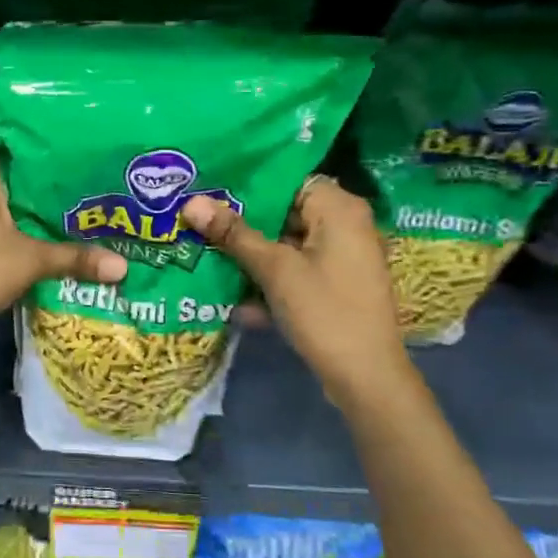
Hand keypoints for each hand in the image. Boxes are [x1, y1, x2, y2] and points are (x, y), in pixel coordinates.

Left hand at [0, 153, 126, 329]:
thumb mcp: (31, 261)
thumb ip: (75, 258)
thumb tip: (124, 267)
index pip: (21, 156)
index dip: (51, 169)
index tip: (81, 180)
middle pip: (6, 184)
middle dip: (36, 197)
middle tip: (79, 204)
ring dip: (16, 218)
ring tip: (58, 224)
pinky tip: (24, 244)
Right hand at [180, 178, 408, 399]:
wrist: (366, 377)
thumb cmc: (324, 311)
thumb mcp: (274, 270)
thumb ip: (234, 234)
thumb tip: (192, 202)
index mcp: (339, 209)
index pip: (287, 179)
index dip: (248, 185)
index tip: (209, 191)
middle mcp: (346, 226)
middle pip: (285, 212)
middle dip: (243, 224)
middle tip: (198, 223)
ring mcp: (342, 259)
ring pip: (287, 245)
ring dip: (251, 256)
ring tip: (206, 256)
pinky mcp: (335, 287)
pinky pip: (296, 271)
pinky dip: (270, 281)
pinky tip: (238, 302)